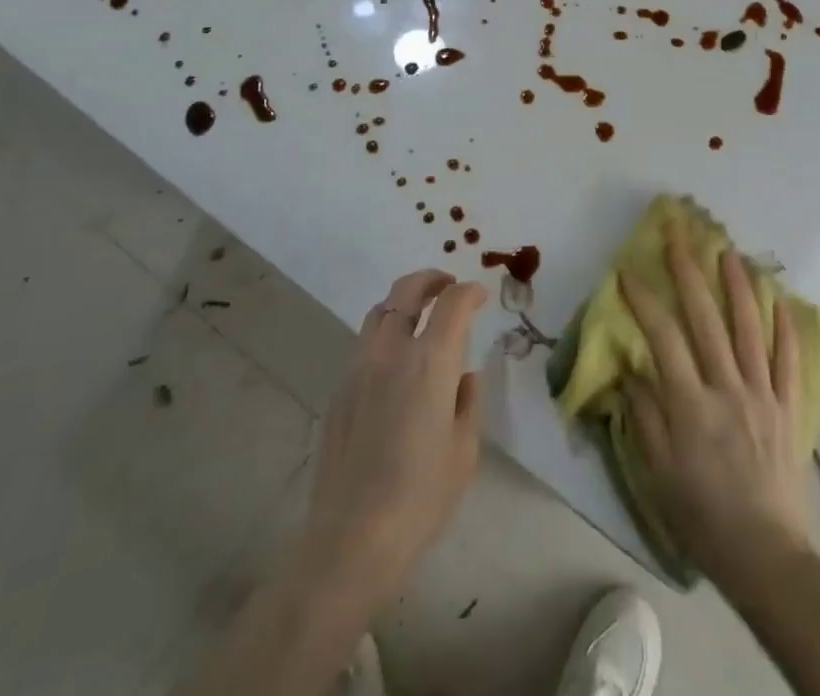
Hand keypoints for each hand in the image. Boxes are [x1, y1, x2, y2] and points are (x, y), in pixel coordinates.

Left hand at [297, 270, 486, 614]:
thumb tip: (464, 378)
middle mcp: (392, 351)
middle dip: (432, 279)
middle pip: (408, 289)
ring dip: (404, 302)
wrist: (351, 539)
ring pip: (380, 310)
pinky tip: (395, 362)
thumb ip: (468, 403)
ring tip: (421, 317)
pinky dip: (385, 332)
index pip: (453, 302)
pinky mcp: (339, 388)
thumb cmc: (420, 497)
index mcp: (431, 362)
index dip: (470, 292)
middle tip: (448, 286)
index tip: (481, 297)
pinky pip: (365, 342)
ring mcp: (359, 367)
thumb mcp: (464, 452)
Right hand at [620, 229, 810, 580]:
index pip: (663, 338)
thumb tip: (630, 369)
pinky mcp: (787, 406)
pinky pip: (788, 359)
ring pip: (750, 328)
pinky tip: (779, 300)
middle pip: (706, 319)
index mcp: (691, 405)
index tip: (628, 272)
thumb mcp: (657, 474)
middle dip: (689, 273)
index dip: (644, 301)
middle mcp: (727, 388)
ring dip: (739, 286)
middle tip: (678, 238)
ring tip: (729, 252)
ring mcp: (762, 394)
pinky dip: (784, 327)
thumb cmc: (702, 516)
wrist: (765, 555)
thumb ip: (643, 416)